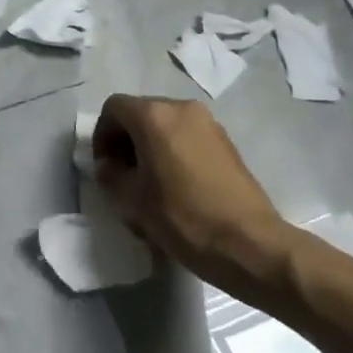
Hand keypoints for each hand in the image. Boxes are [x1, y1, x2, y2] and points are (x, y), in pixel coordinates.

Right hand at [92, 95, 294, 299]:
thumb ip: (111, 175)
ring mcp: (208, 123)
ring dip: (150, 147)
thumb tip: (109, 166)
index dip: (101, 136)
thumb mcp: (132, 200)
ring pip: (165, 125)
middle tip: (124, 177)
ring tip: (151, 185)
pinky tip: (177, 187)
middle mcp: (181, 108)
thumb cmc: (184, 217)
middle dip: (126, 141)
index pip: (114, 108)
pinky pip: (187, 137)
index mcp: (154, 115)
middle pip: (140, 113)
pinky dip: (173, 152)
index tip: (105, 168)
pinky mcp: (227, 142)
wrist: (251, 244)